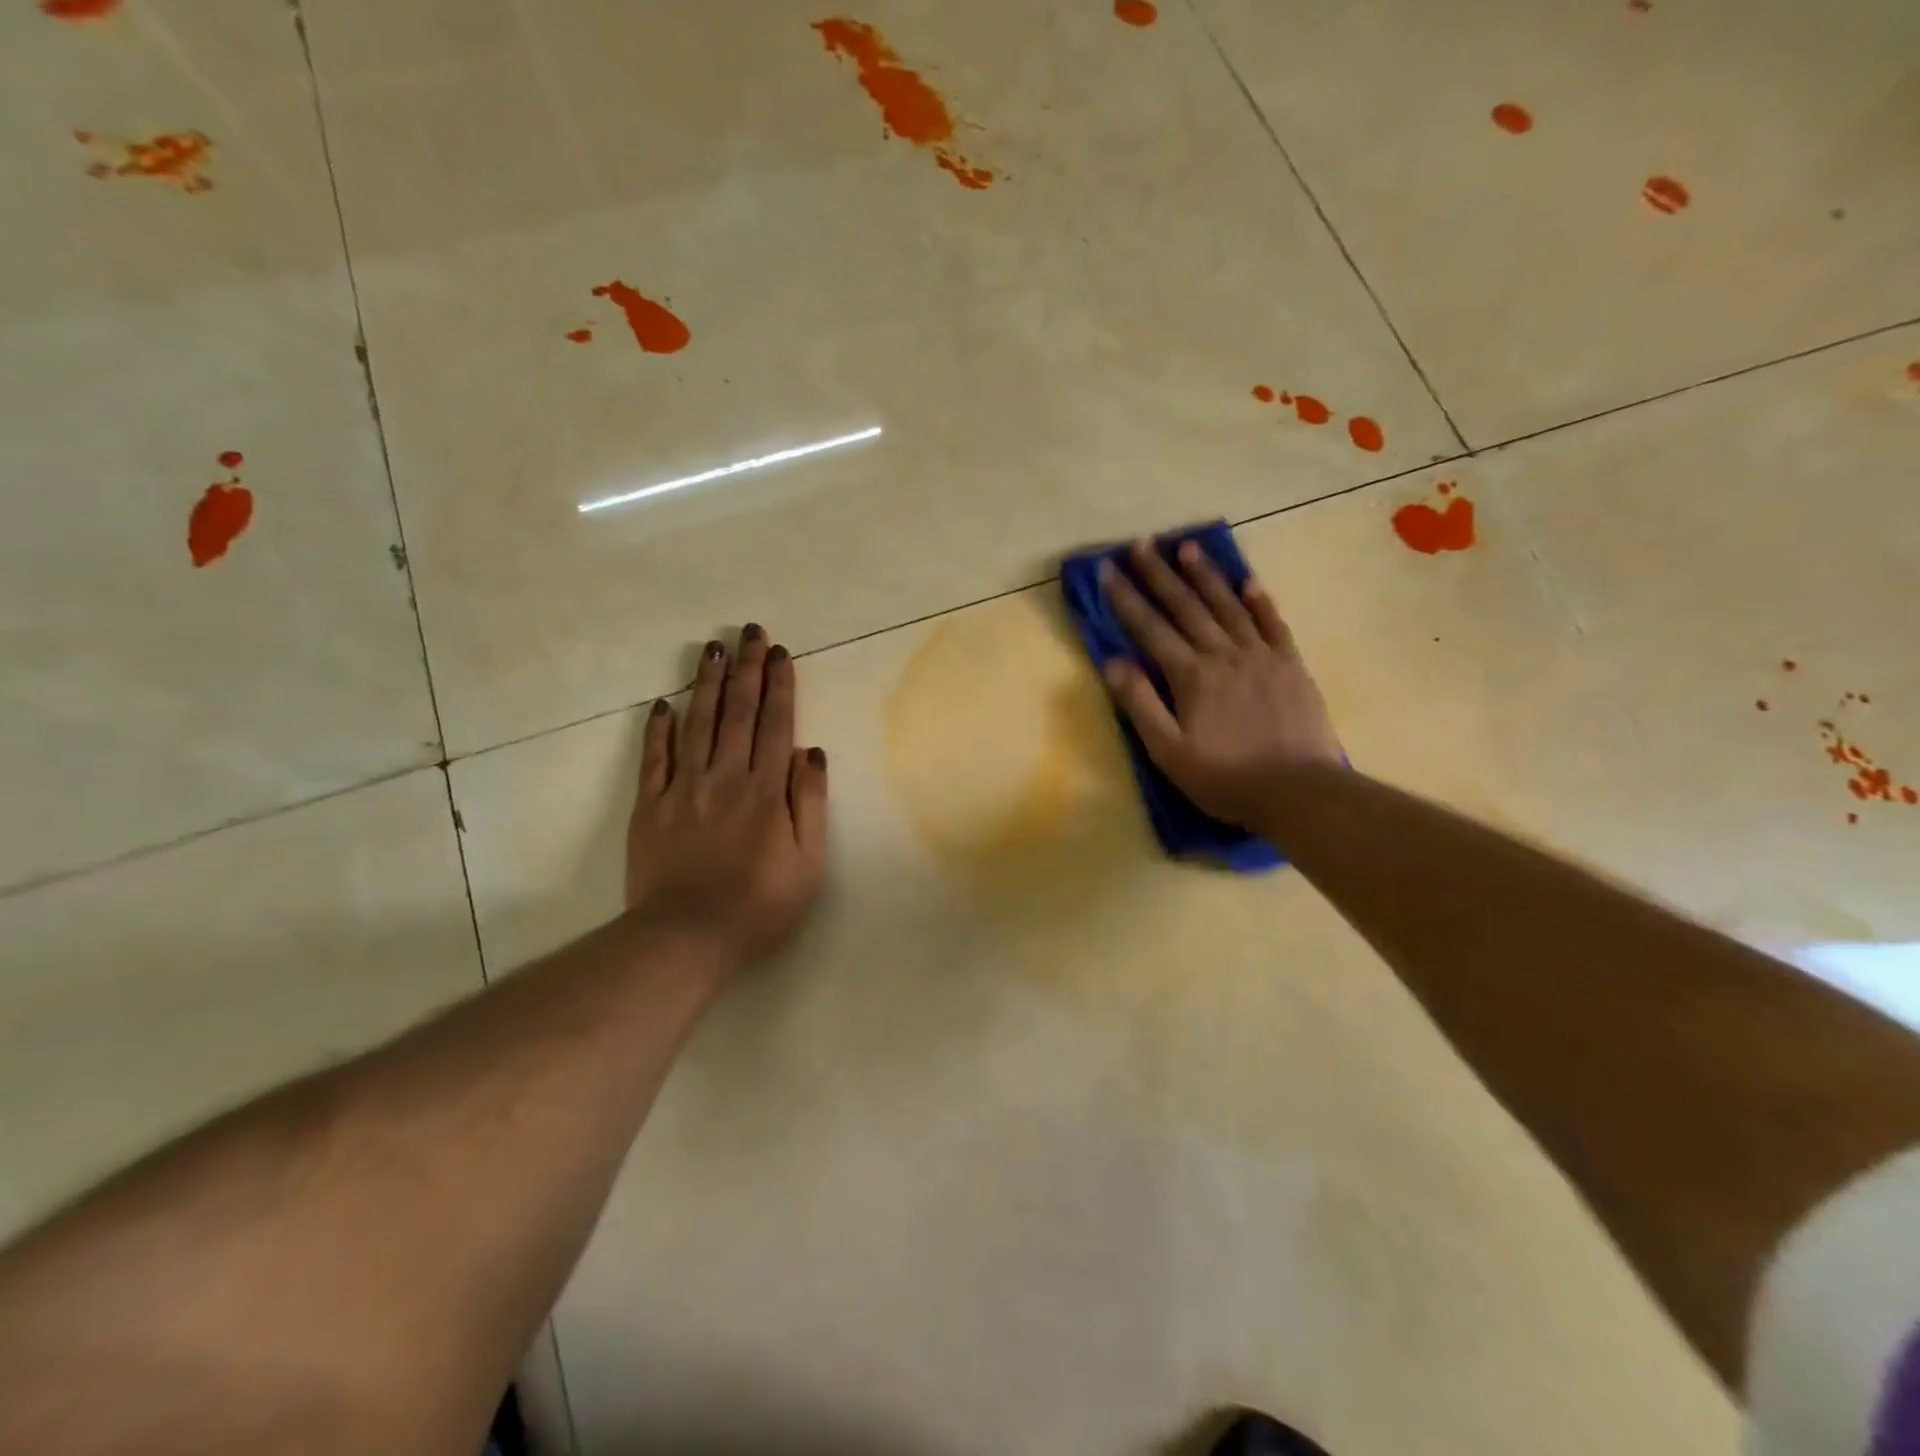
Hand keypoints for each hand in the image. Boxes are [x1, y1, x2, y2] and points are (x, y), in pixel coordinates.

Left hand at [625, 625, 829, 970]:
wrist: (687, 936)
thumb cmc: (760, 903)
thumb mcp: (808, 860)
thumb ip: (809, 802)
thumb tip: (810, 752)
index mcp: (766, 790)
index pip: (776, 725)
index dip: (779, 686)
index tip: (779, 653)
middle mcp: (725, 777)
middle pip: (738, 713)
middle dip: (746, 669)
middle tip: (749, 631)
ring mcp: (683, 789)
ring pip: (698, 724)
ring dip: (707, 683)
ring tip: (712, 648)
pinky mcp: (650, 806)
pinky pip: (654, 759)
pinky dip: (659, 728)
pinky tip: (664, 702)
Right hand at [1100, 539, 1341, 827]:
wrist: (1298, 791)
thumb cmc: (1224, 777)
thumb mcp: (1168, 751)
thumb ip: (1140, 703)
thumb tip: (1113, 661)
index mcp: (1191, 675)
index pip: (1150, 627)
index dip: (1126, 598)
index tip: (1107, 569)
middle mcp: (1224, 654)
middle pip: (1186, 606)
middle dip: (1159, 574)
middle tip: (1141, 544)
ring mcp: (1261, 655)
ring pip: (1228, 605)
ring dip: (1205, 575)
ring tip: (1187, 548)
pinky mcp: (1290, 664)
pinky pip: (1272, 623)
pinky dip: (1258, 600)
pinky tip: (1247, 580)